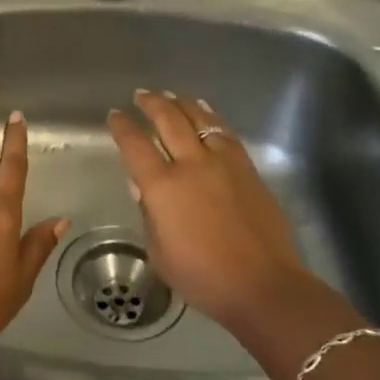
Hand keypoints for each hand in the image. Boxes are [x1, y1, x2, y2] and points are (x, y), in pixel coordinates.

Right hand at [108, 89, 337, 332]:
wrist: (263, 285)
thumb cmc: (203, 277)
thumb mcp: (160, 253)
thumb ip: (149, 215)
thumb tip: (145, 190)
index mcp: (162, 187)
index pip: (135, 144)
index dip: (122, 126)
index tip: (115, 115)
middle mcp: (191, 165)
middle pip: (168, 120)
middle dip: (151, 103)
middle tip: (141, 95)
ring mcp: (222, 163)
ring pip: (199, 119)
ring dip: (181, 103)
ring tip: (171, 96)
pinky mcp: (247, 168)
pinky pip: (224, 132)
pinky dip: (210, 117)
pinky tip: (205, 113)